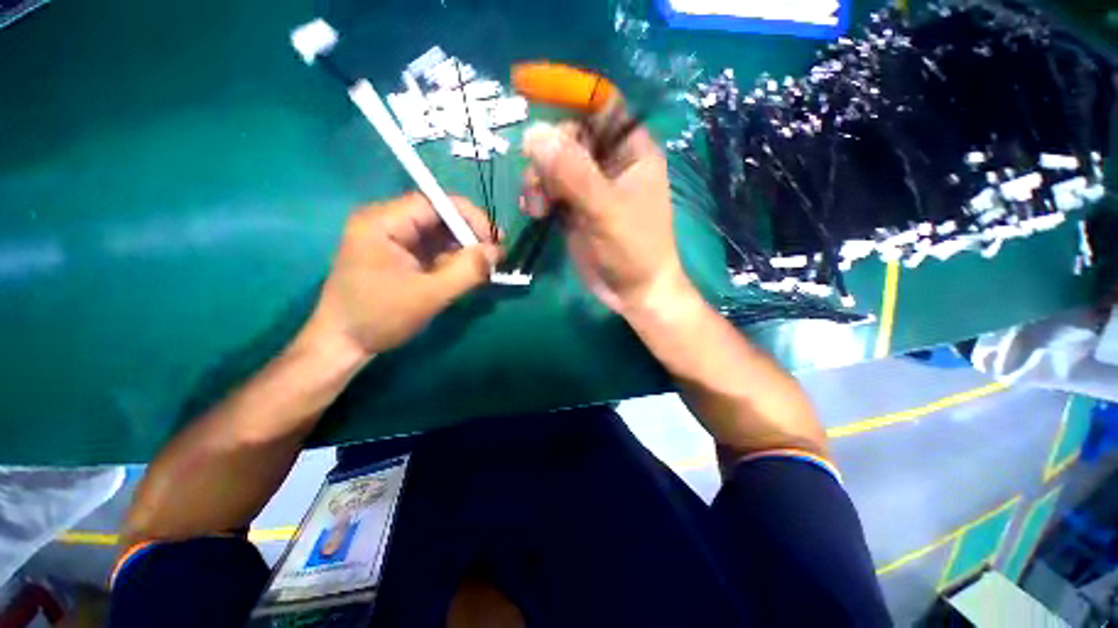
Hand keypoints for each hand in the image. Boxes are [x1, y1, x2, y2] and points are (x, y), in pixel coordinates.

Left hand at [300, 193, 499, 361]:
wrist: (344, 344)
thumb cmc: (380, 317)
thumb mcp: (429, 295)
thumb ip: (466, 271)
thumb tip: (497, 251)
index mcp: (383, 222)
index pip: (434, 203)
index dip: (469, 217)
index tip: (494, 241)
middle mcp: (387, 223)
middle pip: (439, 217)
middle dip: (470, 235)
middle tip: (495, 256)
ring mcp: (394, 240)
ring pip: (440, 235)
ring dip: (464, 250)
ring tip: (486, 268)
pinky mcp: (401, 256)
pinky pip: (434, 250)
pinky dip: (454, 260)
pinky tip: (468, 274)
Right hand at [520, 109, 694, 315]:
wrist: (633, 292)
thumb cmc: (634, 251)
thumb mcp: (606, 211)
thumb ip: (573, 174)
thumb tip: (534, 134)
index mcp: (631, 151)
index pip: (600, 105)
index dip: (567, 93)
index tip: (528, 89)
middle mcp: (610, 163)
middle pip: (569, 135)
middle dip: (547, 156)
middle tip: (539, 185)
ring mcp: (590, 186)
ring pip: (553, 164)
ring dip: (538, 180)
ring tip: (536, 208)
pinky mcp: (575, 208)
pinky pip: (549, 189)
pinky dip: (537, 196)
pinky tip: (535, 213)